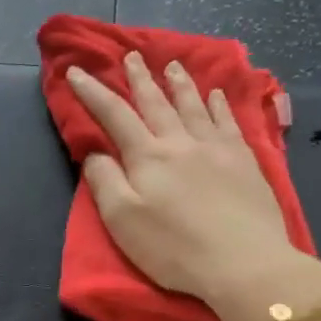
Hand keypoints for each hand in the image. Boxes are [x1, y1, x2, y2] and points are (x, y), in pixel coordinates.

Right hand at [67, 53, 320, 320]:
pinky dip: (219, 104)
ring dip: (179, 83)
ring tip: (172, 64)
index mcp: (147, 157)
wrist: (244, 263)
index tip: (77, 71)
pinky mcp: (244, 161)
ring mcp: (217, 148)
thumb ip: (105, 181)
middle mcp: (181, 142)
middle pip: (156, 103)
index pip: (114, 115)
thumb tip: (95, 152)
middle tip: (132, 56)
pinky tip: (216, 94)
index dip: (93, 92)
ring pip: (194, 106)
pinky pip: (228, 121)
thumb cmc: (174, 248)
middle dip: (140, 78)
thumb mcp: (122, 220)